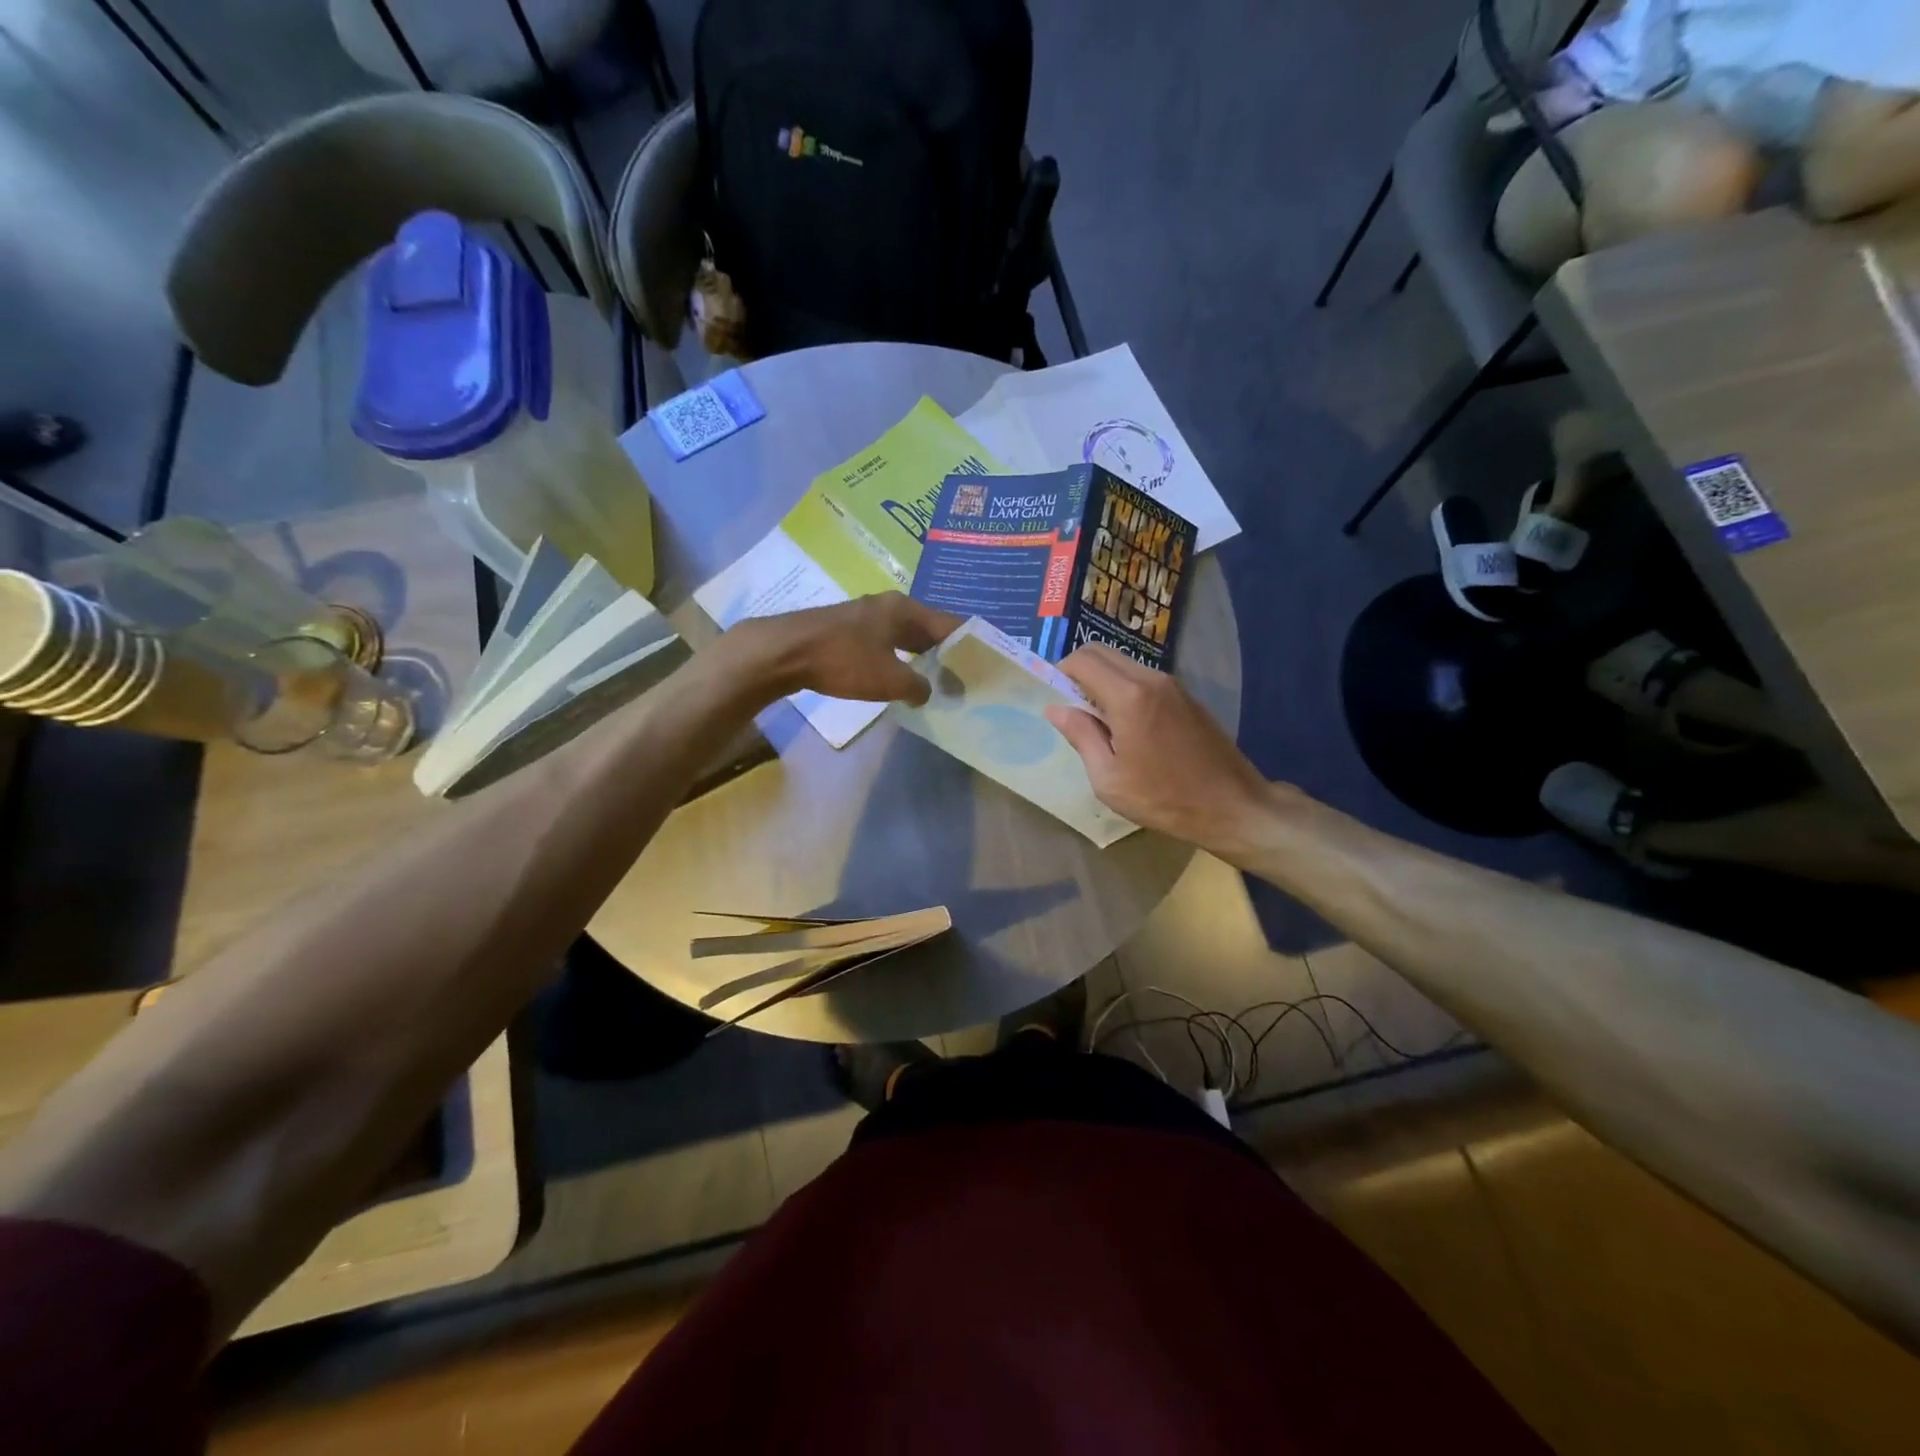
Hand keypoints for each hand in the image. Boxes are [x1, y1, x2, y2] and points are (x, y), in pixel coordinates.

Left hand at [723, 594, 962, 706]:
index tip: (984, 664)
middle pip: (928, 629)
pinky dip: (899, 658)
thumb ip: (917, 686)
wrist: (785, 651)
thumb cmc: (843, 660)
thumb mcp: (889, 679)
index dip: (969, 644)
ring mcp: (866, 615)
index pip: (951, 624)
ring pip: (905, 636)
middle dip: (946, 652)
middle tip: (964, 677)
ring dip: (921, 657)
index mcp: (905, 609)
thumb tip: (928, 690)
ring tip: (937, 680)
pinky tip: (900, 676)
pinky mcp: (848, 629)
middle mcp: (889, 606)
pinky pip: (886, 643)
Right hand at [1046, 644, 1275, 854]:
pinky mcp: (1186, 696)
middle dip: (1079, 672)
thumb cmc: (1164, 798)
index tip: (1056, 700)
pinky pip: (1144, 678)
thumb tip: (1056, 709)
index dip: (1060, 673)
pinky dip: (1125, 688)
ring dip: (1103, 681)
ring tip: (1101, 722)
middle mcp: (1150, 679)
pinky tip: (1129, 726)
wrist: (1232, 805)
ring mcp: (1172, 685)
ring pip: (1124, 663)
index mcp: (1128, 697)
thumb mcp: (1109, 778)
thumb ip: (1081, 736)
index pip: (1082, 660)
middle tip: (1074, 709)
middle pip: (1102, 653)